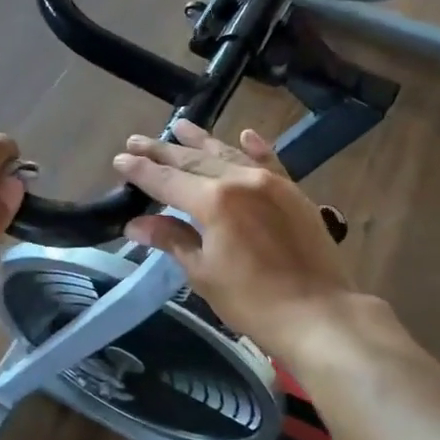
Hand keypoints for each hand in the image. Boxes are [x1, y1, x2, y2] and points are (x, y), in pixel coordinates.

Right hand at [113, 120, 357, 350]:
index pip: (167, 180)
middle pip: (194, 161)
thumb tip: (136, 224)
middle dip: (163, 151)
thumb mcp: (203, 272)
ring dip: (202, 141)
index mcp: (214, 201)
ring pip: (229, 155)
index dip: (141, 170)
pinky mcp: (293, 193)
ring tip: (180, 125)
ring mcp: (271, 183)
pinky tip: (245, 134)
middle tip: (136, 139)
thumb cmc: (252, 300)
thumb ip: (172, 239)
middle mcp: (240, 180)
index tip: (119, 159)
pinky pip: (270, 161)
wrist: (319, 314)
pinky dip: (255, 147)